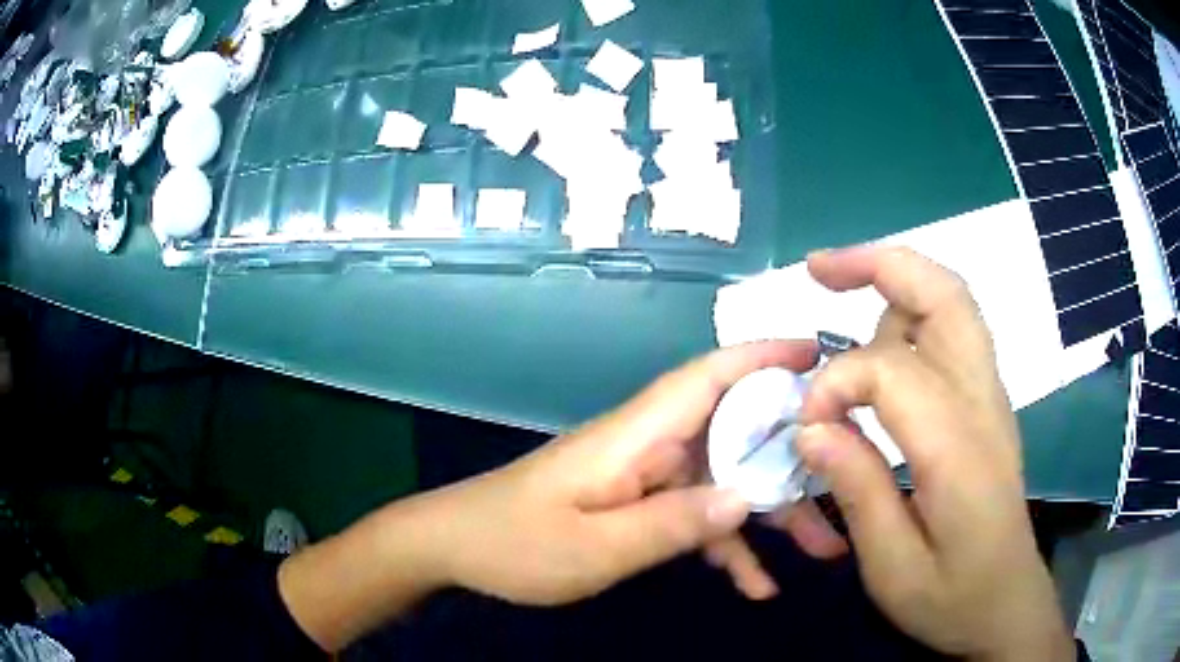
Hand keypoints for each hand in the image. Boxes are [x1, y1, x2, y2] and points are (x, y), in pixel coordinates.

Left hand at [431, 339, 846, 604]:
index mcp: (637, 436)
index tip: (818, 354)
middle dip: (793, 459)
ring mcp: (646, 477)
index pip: (709, 376)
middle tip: (848, 486)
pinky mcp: (637, 505)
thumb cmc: (515, 544)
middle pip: (735, 436)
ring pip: (725, 481)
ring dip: (771, 514)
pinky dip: (726, 546)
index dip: (763, 356)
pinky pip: (695, 518)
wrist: (455, 549)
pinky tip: (756, 586)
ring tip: (821, 551)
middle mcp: (650, 445)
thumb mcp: (595, 548)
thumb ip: (672, 525)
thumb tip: (746, 498)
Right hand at [795, 246, 1072, 660]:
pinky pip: (954, 329)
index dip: (835, 385)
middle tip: (818, 270)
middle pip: (943, 295)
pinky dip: (912, 309)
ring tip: (840, 285)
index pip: (891, 371)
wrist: (1006, 603)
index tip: (806, 429)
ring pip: (952, 301)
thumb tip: (811, 427)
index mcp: (959, 449)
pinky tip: (880, 336)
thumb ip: (857, 491)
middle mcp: (983, 403)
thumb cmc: (951, 597)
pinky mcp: (988, 403)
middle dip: (879, 265)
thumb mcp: (893, 568)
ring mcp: (991, 397)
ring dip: (897, 279)